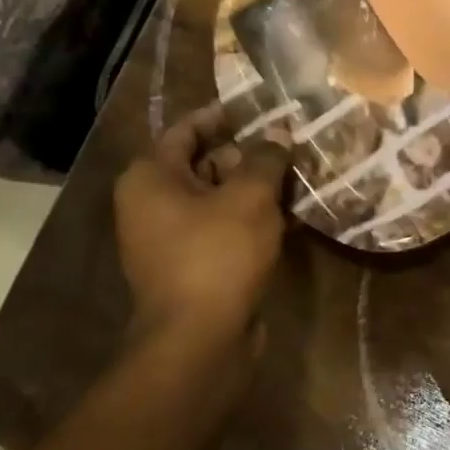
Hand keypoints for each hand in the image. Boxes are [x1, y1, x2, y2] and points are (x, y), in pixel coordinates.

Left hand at [113, 105, 292, 354]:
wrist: (199, 340)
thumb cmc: (218, 253)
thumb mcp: (250, 195)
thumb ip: (266, 158)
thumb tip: (278, 133)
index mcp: (151, 178)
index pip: (187, 129)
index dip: (225, 116)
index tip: (263, 109)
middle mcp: (152, 203)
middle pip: (204, 163)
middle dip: (248, 154)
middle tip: (291, 145)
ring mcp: (169, 238)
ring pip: (218, 198)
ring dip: (255, 188)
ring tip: (298, 176)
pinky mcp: (192, 265)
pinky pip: (223, 228)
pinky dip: (251, 219)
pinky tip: (290, 216)